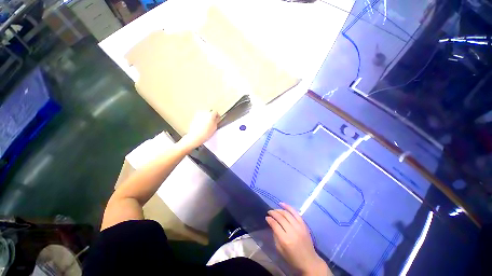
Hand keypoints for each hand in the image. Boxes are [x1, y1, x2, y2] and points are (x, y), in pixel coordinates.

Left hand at [181, 110, 219, 148]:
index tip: (217, 119)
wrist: (195, 136)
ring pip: (204, 114)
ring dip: (206, 117)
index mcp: (210, 114)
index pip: (216, 112)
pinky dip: (201, 119)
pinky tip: (202, 125)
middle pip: (210, 112)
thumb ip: (216, 121)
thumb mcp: (214, 128)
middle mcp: (204, 112)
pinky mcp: (194, 117)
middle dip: (211, 116)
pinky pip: (200, 116)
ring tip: (206, 125)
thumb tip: (216, 118)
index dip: (217, 116)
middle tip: (212, 122)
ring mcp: (199, 114)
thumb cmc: (205, 133)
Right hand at [266, 203, 330, 275]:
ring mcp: (300, 227)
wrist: (308, 260)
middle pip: (282, 218)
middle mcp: (293, 231)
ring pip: (289, 214)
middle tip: (269, 211)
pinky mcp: (305, 226)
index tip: (266, 217)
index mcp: (285, 239)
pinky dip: (291, 209)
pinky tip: (285, 205)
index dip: (270, 220)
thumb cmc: (292, 258)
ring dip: (281, 210)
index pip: (275, 225)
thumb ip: (276, 237)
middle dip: (274, 213)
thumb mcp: (280, 250)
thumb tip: (273, 227)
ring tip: (275, 208)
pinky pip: (297, 215)